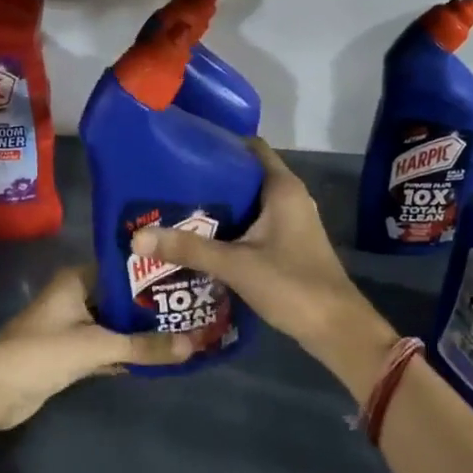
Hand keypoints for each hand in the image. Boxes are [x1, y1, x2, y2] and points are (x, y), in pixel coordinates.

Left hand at [0, 265, 199, 430]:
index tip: (184, 276)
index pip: (122, 268)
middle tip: (189, 305)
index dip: (151, 273)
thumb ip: (144, 346)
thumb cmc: (44, 352)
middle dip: (149, 305)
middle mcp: (73, 296)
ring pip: (112, 323)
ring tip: (179, 329)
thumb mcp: (98, 346)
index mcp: (76, 279)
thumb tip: (193, 346)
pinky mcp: (67, 354)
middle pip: (119, 297)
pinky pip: (104, 346)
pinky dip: (123, 352)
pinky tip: (153, 355)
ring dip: (137, 331)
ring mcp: (69, 326)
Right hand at [129, 139, 396, 399]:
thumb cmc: (291, 284)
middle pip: (245, 174)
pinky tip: (200, 238)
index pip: (251, 147)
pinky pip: (253, 224)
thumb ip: (188, 249)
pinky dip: (230, 227)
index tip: (183, 147)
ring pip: (248, 202)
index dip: (219, 143)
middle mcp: (289, 197)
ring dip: (218, 206)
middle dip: (210, 178)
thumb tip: (137, 237)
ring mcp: (290, 222)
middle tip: (168, 181)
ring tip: (176, 207)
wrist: (335, 329)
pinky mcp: (287, 244)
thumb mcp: (235, 264)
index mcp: (283, 188)